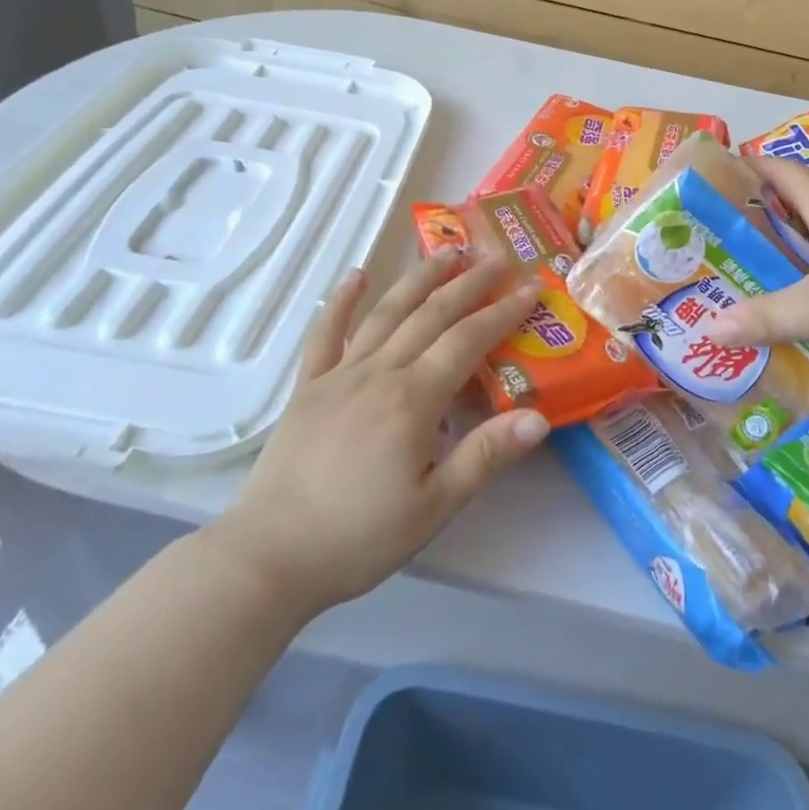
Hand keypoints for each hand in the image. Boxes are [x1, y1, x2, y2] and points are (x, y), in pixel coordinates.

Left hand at [200, 250, 551, 620]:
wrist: (270, 557)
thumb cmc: (359, 537)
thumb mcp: (434, 507)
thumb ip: (485, 456)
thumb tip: (538, 418)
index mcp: (413, 399)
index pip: (468, 340)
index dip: (503, 311)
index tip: (530, 287)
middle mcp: (379, 372)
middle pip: (432, 314)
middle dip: (470, 283)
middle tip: (498, 258)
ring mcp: (339, 374)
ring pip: (386, 312)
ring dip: (419, 278)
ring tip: (446, 251)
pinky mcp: (308, 386)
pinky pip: (326, 333)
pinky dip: (340, 300)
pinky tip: (355, 275)